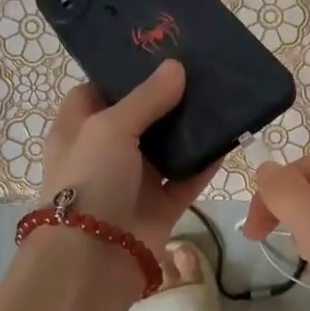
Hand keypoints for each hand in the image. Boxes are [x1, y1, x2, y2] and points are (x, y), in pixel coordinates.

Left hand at [39, 61, 217, 257]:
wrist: (95, 257)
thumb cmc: (90, 179)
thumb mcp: (110, 127)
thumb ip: (146, 98)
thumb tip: (177, 67)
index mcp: (78, 129)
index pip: (96, 91)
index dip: (121, 73)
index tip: (155, 53)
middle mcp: (105, 152)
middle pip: (139, 116)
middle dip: (167, 96)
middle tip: (200, 68)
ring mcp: (135, 179)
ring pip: (168, 146)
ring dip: (191, 127)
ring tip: (221, 94)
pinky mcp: (161, 204)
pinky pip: (189, 177)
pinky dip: (207, 161)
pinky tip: (230, 136)